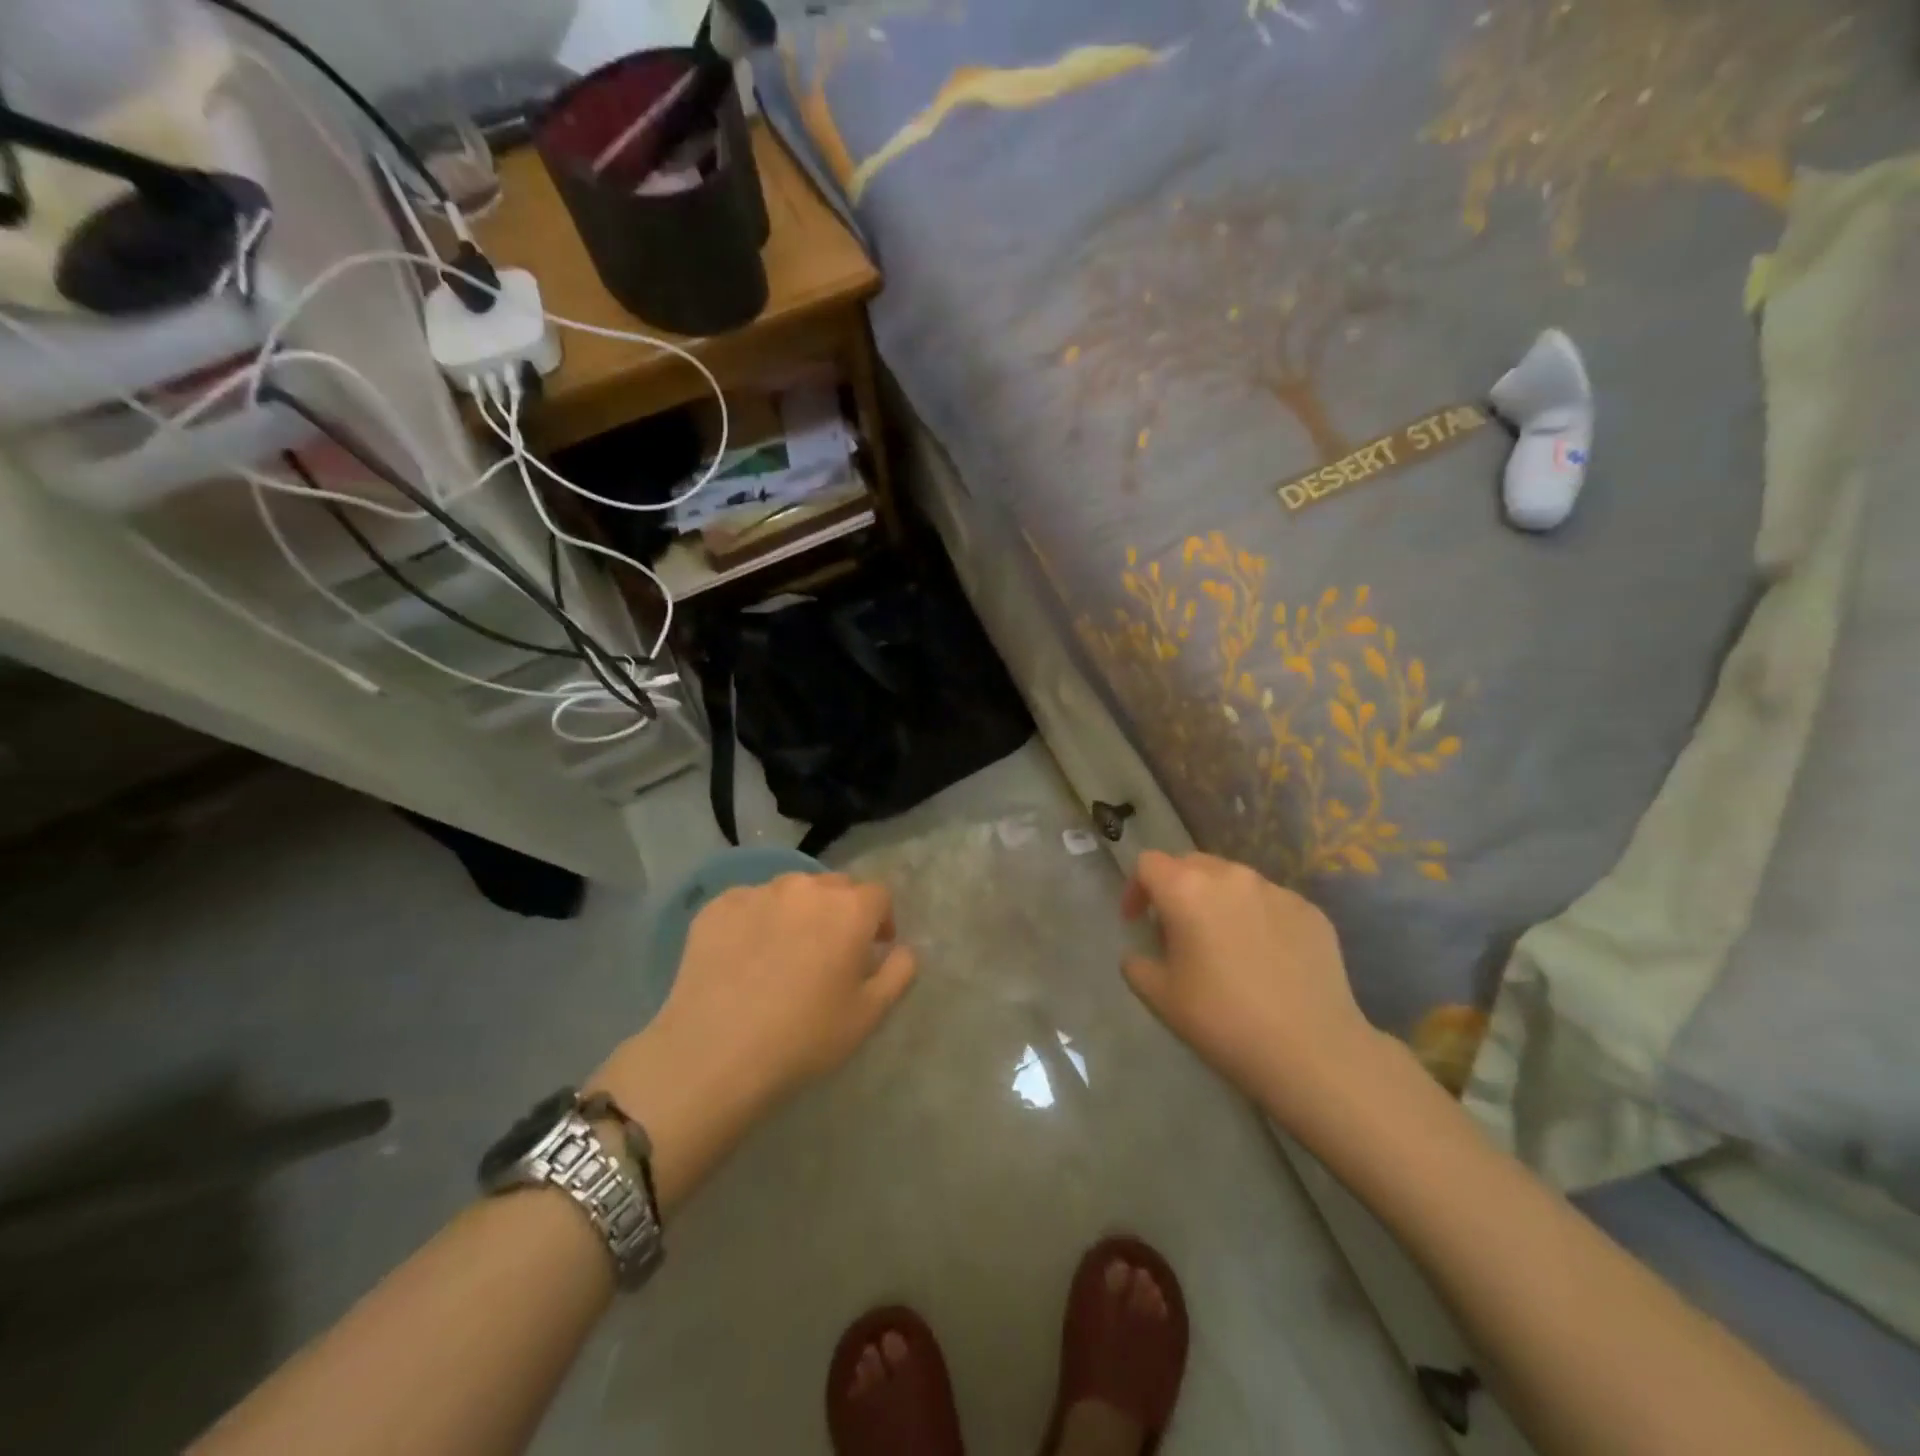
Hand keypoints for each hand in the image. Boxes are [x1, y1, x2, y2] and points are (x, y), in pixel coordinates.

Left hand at [591, 873, 914, 1209]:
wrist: (714, 1054)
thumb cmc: (803, 1038)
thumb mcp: (869, 1015)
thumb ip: (899, 972)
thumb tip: (903, 949)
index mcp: (849, 909)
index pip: (878, 895)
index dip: (880, 921)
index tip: (872, 950)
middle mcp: (806, 888)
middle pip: (835, 887)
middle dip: (841, 912)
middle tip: (829, 953)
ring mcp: (758, 892)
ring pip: (790, 892)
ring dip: (798, 913)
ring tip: (784, 953)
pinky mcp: (717, 907)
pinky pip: (749, 904)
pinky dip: (755, 922)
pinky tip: (744, 958)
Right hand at [1119, 851, 1377, 1123]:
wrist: (1312, 1052)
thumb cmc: (1223, 1021)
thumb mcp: (1159, 997)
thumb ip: (1136, 964)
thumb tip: (1141, 953)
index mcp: (1187, 890)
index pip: (1149, 864)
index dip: (1136, 889)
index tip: (1138, 922)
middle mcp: (1231, 876)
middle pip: (1191, 864)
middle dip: (1176, 889)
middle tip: (1176, 931)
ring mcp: (1276, 890)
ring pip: (1233, 880)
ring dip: (1217, 900)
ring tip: (1223, 943)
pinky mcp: (1310, 911)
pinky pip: (1270, 902)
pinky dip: (1256, 917)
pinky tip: (1264, 958)